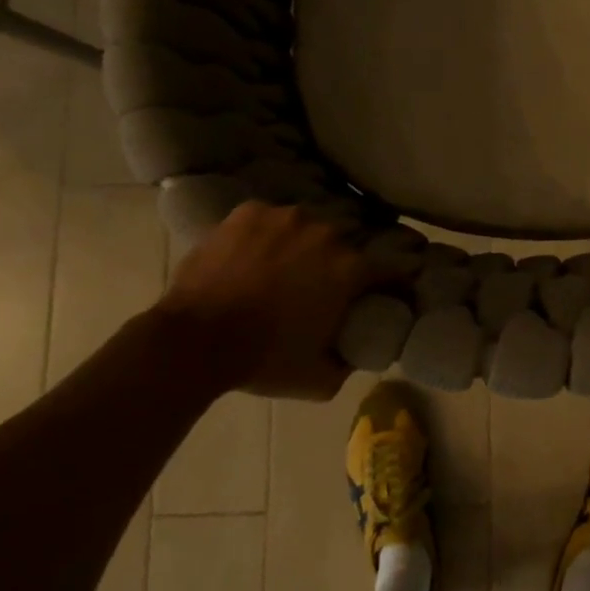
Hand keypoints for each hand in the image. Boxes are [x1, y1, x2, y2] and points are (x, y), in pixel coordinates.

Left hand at [152, 202, 375, 400]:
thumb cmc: (263, 360)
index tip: (392, 292)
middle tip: (324, 283)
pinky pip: (270, 219)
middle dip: (342, 262)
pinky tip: (254, 254)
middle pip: (347, 244)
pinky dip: (268, 234)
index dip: (396, 283)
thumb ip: (348, 362)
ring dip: (305, 243)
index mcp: (350, 268)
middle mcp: (326, 232)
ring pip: (308, 226)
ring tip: (285, 265)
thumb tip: (356, 351)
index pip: (391, 270)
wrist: (193, 341)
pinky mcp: (249, 212)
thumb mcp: (319, 379)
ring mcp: (286, 217)